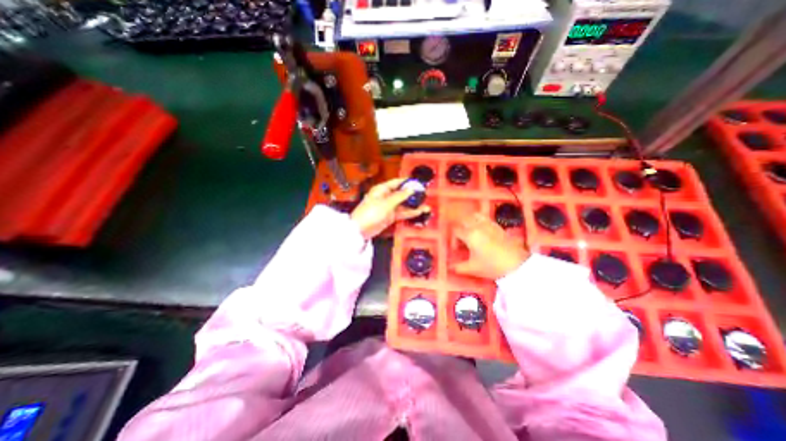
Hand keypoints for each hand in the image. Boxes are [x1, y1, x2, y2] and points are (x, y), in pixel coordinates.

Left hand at [353, 179, 432, 241]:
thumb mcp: (386, 203)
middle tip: (424, 195)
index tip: (418, 183)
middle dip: (412, 195)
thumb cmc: (369, 213)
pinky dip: (409, 213)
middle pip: (401, 194)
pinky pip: (401, 213)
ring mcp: (388, 207)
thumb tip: (410, 189)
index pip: (396, 182)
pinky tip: (418, 212)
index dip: (407, 182)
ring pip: (403, 204)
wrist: (360, 230)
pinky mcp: (390, 217)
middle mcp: (385, 197)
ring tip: (425, 206)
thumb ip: (399, 196)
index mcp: (381, 189)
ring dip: (413, 205)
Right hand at [448, 213, 526, 279]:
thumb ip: (458, 267)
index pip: (456, 230)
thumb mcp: (473, 268)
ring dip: (469, 221)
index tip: (456, 248)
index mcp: (470, 235)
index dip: (453, 238)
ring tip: (470, 231)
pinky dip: (479, 221)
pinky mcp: (497, 226)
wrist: (516, 264)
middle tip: (461, 239)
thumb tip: (449, 267)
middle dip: (459, 227)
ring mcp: (488, 224)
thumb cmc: (492, 266)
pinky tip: (481, 230)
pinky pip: (485, 218)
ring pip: (474, 216)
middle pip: (463, 220)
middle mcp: (478, 226)